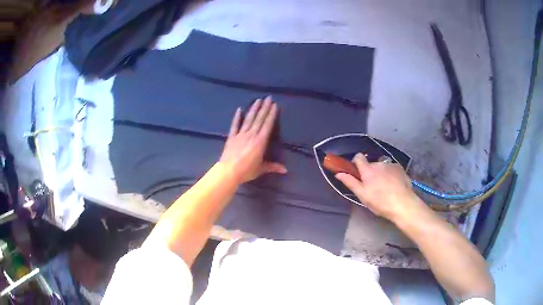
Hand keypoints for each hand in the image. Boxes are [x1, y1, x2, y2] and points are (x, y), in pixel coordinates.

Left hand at [220, 96, 286, 182]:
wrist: (229, 171)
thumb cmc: (246, 170)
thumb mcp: (261, 169)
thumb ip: (273, 167)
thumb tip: (285, 170)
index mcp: (260, 141)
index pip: (268, 125)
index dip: (271, 114)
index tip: (274, 105)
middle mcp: (251, 134)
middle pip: (259, 119)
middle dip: (264, 108)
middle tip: (268, 97)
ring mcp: (241, 134)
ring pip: (249, 119)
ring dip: (254, 109)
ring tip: (258, 100)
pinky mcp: (232, 137)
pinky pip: (235, 125)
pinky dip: (237, 117)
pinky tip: (239, 109)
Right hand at [335, 153, 426, 221]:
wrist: (403, 204)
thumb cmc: (380, 202)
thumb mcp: (363, 196)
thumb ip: (350, 182)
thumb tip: (338, 173)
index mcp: (368, 170)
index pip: (358, 157)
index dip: (356, 162)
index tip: (357, 172)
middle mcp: (378, 163)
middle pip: (371, 164)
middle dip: (370, 172)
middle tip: (373, 187)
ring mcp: (390, 165)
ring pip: (382, 167)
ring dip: (381, 173)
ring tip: (385, 187)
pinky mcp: (400, 168)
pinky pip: (391, 169)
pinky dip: (390, 174)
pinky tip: (394, 185)